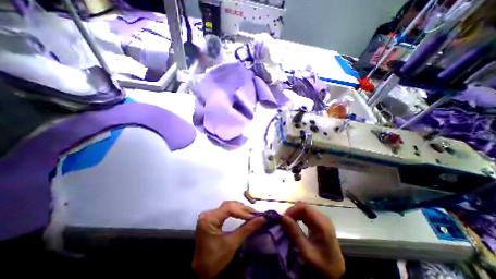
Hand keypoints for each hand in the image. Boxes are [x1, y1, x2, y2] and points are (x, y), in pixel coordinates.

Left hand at [191, 201, 267, 278]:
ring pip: (227, 206)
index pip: (228, 208)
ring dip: (239, 209)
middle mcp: (208, 213)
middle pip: (228, 205)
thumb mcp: (232, 243)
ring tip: (251, 213)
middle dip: (242, 209)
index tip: (255, 216)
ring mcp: (209, 215)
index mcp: (209, 219)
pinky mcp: (211, 218)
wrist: (201, 272)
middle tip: (255, 214)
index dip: (243, 211)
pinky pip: (225, 210)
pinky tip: (242, 213)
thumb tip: (262, 219)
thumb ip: (247, 229)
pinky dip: (235, 211)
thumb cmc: (215, 259)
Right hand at [283, 201, 345, 277]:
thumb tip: (283, 217)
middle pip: (304, 207)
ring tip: (288, 223)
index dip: (292, 209)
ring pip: (304, 209)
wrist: (336, 275)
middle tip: (284, 221)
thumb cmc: (321, 265)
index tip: (284, 218)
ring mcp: (321, 220)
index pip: (304, 207)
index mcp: (322, 223)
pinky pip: (306, 214)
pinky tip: (294, 224)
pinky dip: (298, 217)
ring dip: (294, 214)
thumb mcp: (306, 251)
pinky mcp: (319, 223)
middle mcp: (322, 218)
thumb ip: (295, 233)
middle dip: (292, 212)